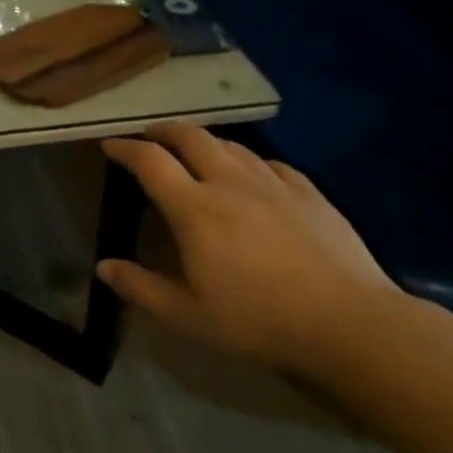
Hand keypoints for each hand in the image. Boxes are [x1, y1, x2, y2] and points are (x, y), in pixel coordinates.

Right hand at [98, 124, 403, 369]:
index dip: (125, 148)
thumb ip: (141, 288)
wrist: (348, 322)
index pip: (150, 161)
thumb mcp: (187, 316)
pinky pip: (270, 163)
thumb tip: (103, 266)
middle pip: (191, 137)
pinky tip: (252, 174)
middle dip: (165, 130)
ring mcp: (273, 184)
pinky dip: (249, 161)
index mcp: (194, 209)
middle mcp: (229, 183)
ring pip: (231, 145)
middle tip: (151, 136)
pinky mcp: (309, 193)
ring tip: (196, 151)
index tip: (110, 144)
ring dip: (205, 141)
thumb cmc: (258, 320)